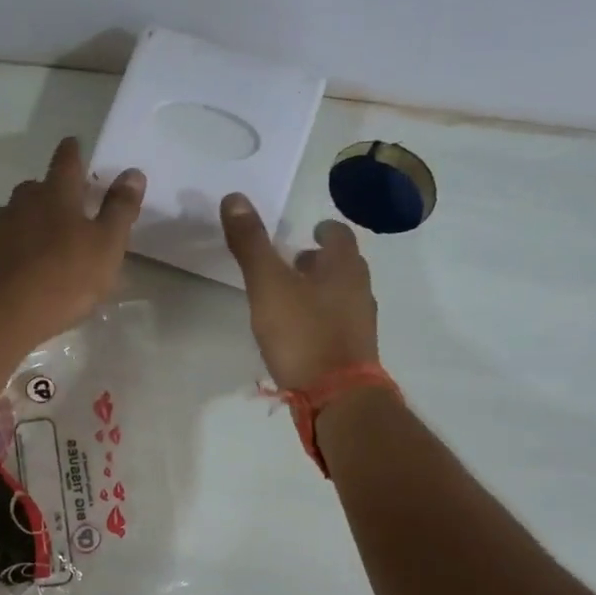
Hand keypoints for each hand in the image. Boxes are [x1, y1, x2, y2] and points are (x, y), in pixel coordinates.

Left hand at [0, 137, 144, 346]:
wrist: (5, 312)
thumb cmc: (65, 276)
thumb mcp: (107, 246)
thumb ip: (119, 210)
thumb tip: (133, 173)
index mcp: (56, 195)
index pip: (66, 162)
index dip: (72, 152)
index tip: (73, 144)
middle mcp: (21, 203)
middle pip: (33, 188)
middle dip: (46, 192)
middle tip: (60, 205)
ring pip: (9, 215)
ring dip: (21, 221)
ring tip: (32, 237)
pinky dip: (3, 252)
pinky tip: (9, 267)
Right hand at [221, 195, 379, 390]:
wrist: (336, 396)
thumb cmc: (302, 334)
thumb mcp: (268, 285)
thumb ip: (251, 244)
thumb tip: (234, 197)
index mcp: (343, 267)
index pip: (339, 235)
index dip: (324, 230)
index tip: (311, 230)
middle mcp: (360, 290)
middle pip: (344, 266)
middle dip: (322, 261)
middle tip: (297, 262)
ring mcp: (361, 324)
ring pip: (343, 296)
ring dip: (322, 291)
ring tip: (294, 298)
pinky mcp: (355, 353)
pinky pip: (339, 325)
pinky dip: (323, 320)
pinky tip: (302, 334)